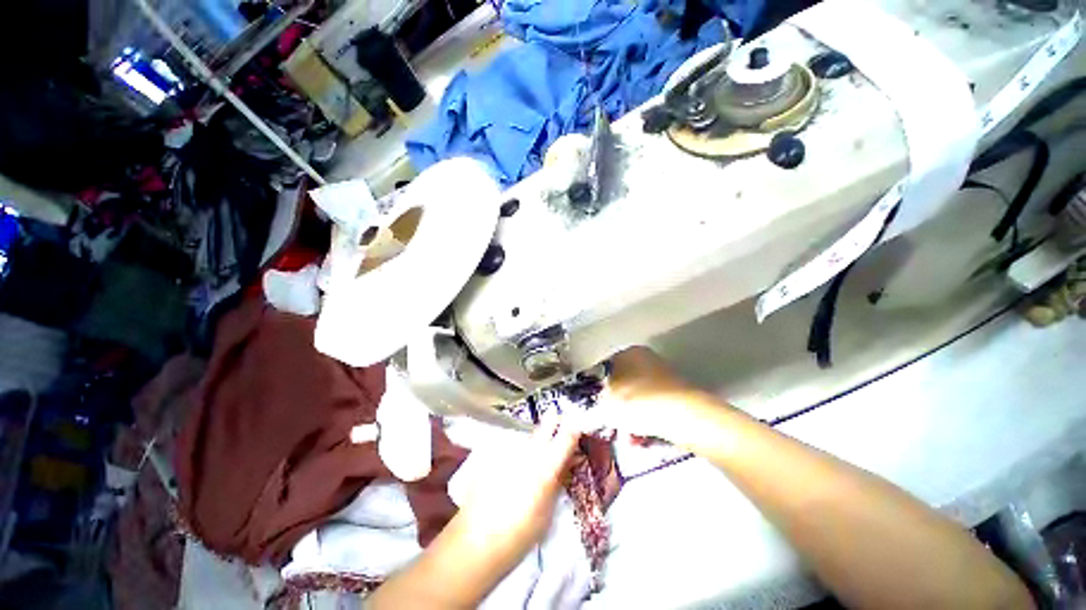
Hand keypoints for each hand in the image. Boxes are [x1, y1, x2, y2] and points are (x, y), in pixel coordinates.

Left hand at [455, 421, 580, 556]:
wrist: (476, 541)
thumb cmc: (520, 533)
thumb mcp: (548, 510)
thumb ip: (559, 478)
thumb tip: (570, 459)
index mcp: (547, 465)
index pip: (568, 433)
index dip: (575, 428)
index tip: (578, 430)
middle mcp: (529, 449)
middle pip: (548, 422)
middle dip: (556, 424)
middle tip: (557, 437)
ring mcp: (509, 448)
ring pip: (529, 436)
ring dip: (534, 444)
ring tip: (527, 466)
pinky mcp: (493, 452)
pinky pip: (511, 446)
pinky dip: (515, 454)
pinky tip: (508, 472)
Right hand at [589, 346, 723, 446]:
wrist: (684, 417)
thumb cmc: (638, 401)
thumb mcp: (606, 402)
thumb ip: (593, 402)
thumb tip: (587, 406)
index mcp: (628, 353)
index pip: (604, 368)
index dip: (596, 389)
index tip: (594, 407)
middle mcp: (646, 360)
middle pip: (622, 385)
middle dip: (615, 407)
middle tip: (610, 424)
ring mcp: (664, 377)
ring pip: (637, 400)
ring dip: (630, 419)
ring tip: (628, 437)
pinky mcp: (677, 396)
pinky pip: (653, 409)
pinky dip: (646, 422)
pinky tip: (642, 439)